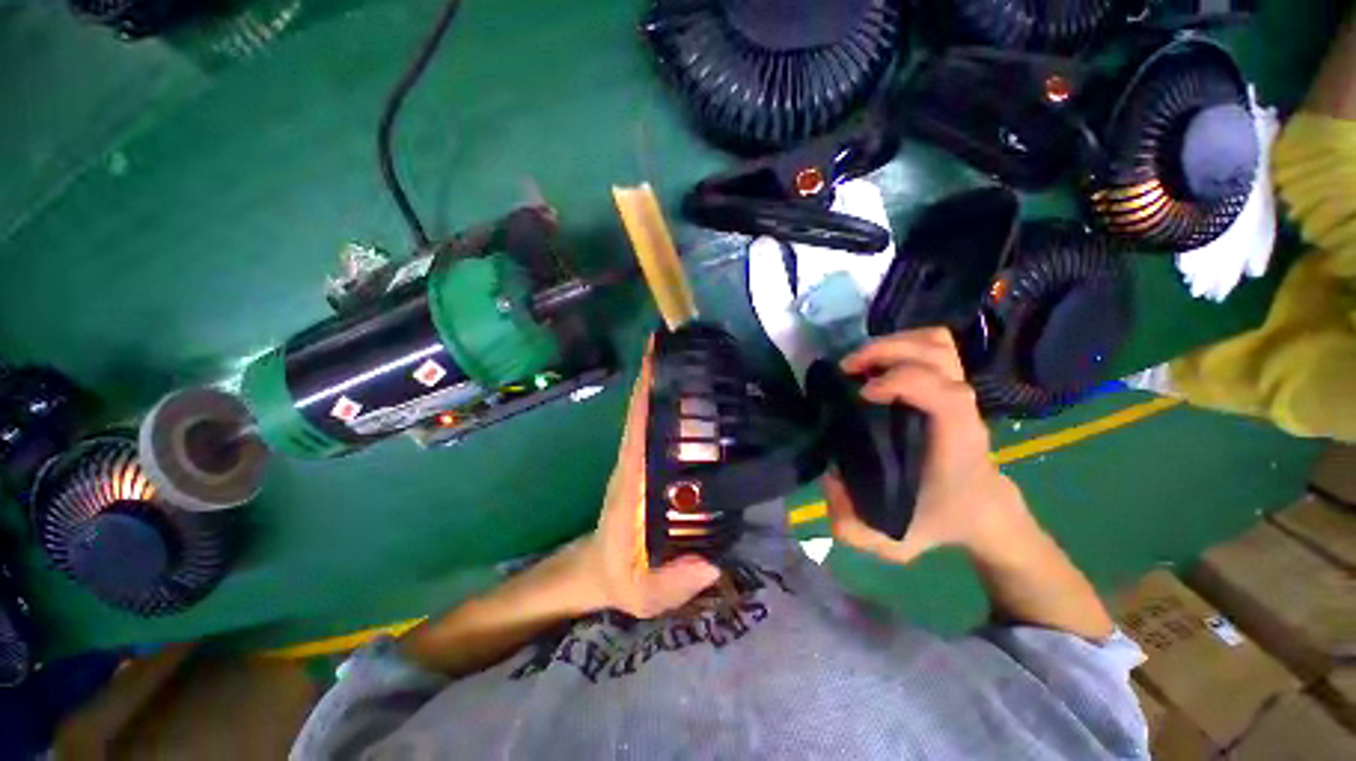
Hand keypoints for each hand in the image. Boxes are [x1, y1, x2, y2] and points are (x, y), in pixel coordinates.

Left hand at [575, 340, 721, 617]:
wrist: (599, 571)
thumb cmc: (618, 575)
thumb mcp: (642, 592)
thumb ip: (670, 585)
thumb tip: (710, 565)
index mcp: (632, 481)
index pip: (638, 426)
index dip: (646, 389)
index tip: (657, 356)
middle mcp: (636, 461)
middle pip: (646, 409)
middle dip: (661, 374)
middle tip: (689, 344)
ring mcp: (641, 459)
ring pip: (653, 413)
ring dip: (668, 384)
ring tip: (696, 358)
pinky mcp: (648, 463)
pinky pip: (659, 427)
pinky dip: (671, 404)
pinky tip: (697, 394)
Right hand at [825, 328, 1030, 564]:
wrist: (983, 509)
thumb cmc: (940, 520)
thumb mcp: (893, 542)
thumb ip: (852, 524)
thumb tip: (829, 479)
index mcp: (955, 439)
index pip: (943, 389)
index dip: (901, 380)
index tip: (862, 395)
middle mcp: (959, 406)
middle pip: (935, 351)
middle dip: (885, 351)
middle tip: (848, 370)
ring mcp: (954, 390)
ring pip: (934, 342)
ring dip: (891, 343)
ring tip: (859, 363)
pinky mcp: (945, 384)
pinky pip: (933, 346)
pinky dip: (902, 343)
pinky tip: (878, 363)